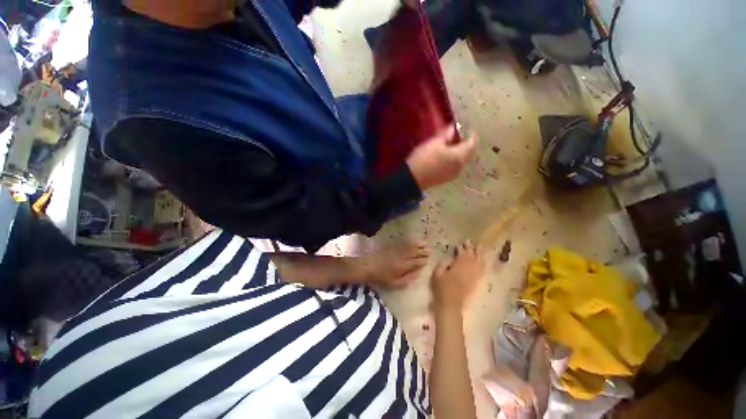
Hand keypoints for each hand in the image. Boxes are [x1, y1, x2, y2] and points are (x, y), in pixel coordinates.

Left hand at [360, 241, 429, 287]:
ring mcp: (397, 249)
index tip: (428, 260)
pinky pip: (404, 242)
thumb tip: (419, 273)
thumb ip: (409, 278)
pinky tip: (414, 240)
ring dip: (419, 244)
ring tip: (425, 244)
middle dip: (424, 251)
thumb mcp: (395, 283)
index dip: (424, 261)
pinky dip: (410, 240)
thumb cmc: (381, 277)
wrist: (368, 266)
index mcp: (403, 266)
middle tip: (430, 251)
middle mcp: (402, 256)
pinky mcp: (392, 245)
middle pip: (416, 252)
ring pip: (411, 245)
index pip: (417, 262)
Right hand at [406, 125, 476, 189]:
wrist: (412, 178)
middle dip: (468, 145)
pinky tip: (448, 157)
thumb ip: (446, 134)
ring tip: (454, 146)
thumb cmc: (423, 158)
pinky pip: (456, 167)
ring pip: (463, 161)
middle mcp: (460, 166)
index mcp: (459, 156)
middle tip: (462, 137)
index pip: (472, 144)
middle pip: (469, 154)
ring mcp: (454, 174)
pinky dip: (456, 160)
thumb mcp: (434, 143)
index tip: (468, 129)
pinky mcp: (447, 179)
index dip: (471, 135)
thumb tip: (454, 127)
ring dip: (462, 153)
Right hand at [431, 240, 484, 313]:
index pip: (462, 254)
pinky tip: (483, 260)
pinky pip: (482, 270)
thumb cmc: (441, 288)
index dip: (462, 247)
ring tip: (480, 247)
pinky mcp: (476, 282)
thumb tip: (451, 258)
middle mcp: (468, 269)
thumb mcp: (437, 274)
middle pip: (472, 256)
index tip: (461, 242)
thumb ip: (444, 263)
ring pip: (479, 262)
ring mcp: (474, 276)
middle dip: (471, 248)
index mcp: (458, 266)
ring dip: (479, 254)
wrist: (451, 305)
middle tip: (470, 241)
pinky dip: (483, 263)